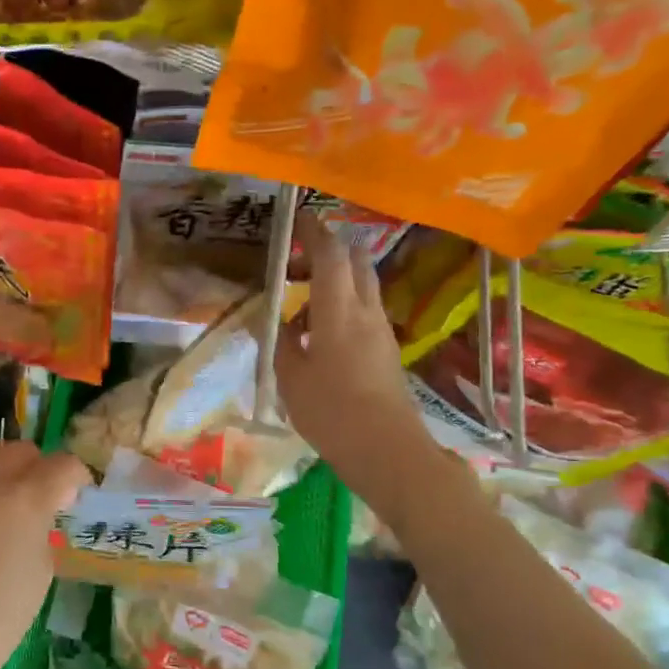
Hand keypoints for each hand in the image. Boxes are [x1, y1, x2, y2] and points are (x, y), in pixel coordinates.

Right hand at [274, 212, 428, 491]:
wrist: (386, 449)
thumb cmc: (331, 411)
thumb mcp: (290, 377)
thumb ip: (283, 342)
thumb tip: (281, 322)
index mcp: (339, 311)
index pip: (330, 255)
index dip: (314, 232)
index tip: (298, 219)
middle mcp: (366, 311)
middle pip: (355, 262)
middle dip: (328, 252)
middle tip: (296, 266)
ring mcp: (381, 330)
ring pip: (362, 287)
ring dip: (335, 282)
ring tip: (301, 307)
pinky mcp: (387, 350)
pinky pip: (364, 312)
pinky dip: (342, 307)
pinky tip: (319, 336)